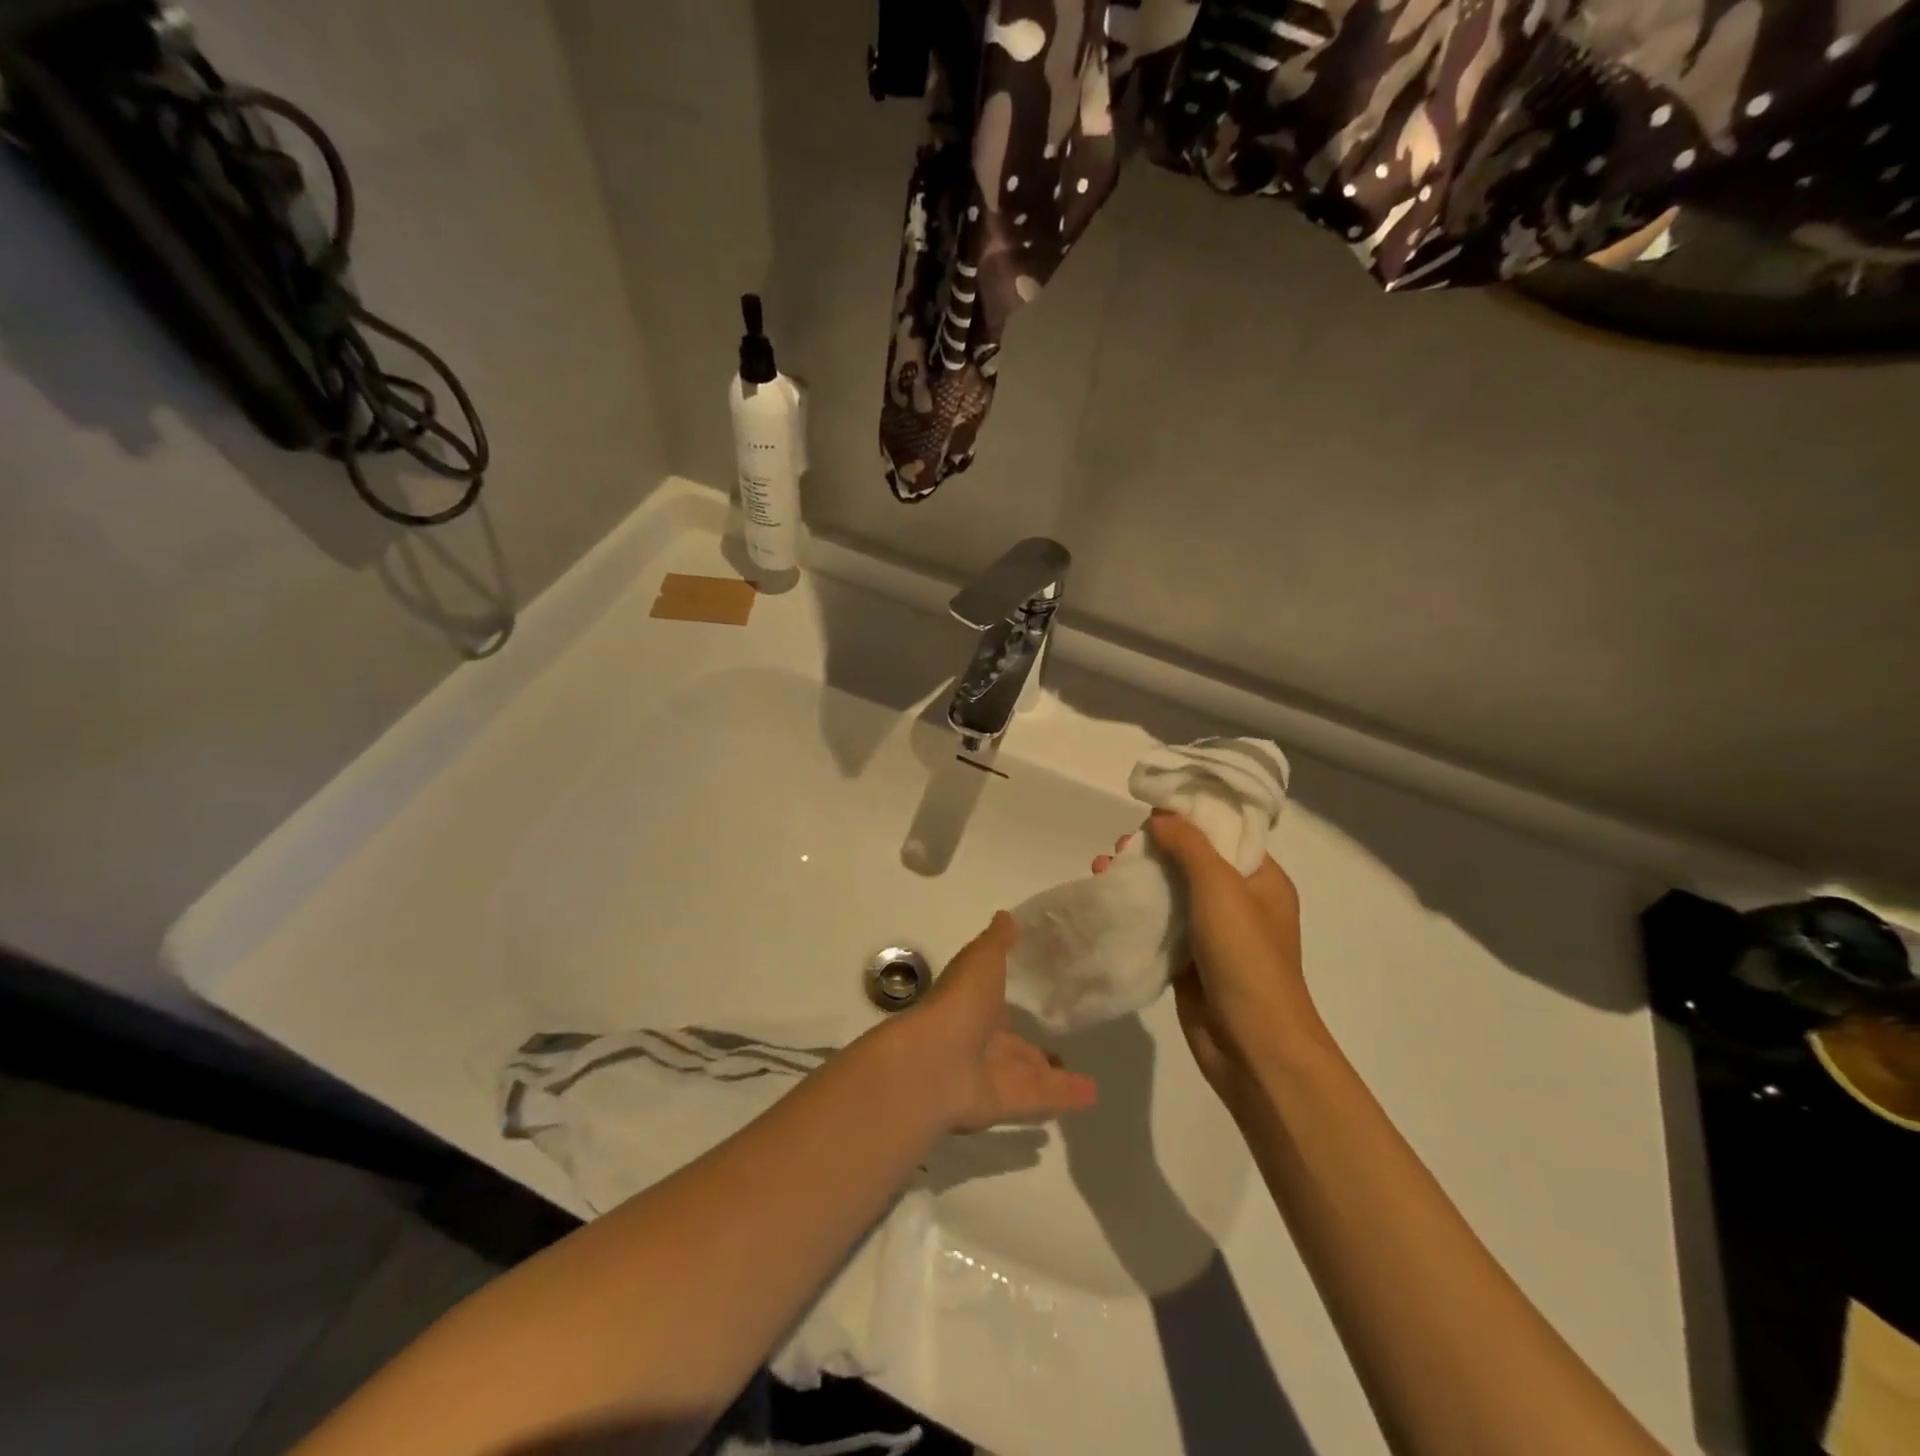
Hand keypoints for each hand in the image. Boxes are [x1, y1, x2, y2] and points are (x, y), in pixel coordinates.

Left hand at [892, 912, 1096, 1133]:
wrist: (936, 1062)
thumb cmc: (959, 1003)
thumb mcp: (981, 960)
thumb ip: (997, 942)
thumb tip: (1007, 915)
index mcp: (973, 1006)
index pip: (997, 1005)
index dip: (1015, 1003)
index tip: (1041, 999)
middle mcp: (981, 1042)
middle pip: (1014, 1047)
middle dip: (1034, 1048)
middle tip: (1065, 1046)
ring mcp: (993, 1076)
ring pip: (1029, 1076)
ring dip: (1056, 1077)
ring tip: (1091, 1078)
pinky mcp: (1007, 1104)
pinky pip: (1041, 1098)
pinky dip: (1066, 1096)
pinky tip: (1093, 1095)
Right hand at [1094, 813, 1321, 1108]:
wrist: (1252, 1045)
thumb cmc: (1246, 958)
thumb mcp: (1221, 888)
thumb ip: (1190, 846)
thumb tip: (1161, 815)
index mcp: (1262, 879)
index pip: (1225, 833)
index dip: (1190, 818)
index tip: (1150, 809)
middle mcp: (1240, 902)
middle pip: (1193, 861)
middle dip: (1155, 848)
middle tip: (1121, 844)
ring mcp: (1213, 933)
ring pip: (1172, 892)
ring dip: (1140, 877)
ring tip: (1103, 867)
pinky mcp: (1189, 960)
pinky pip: (1160, 924)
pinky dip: (1136, 910)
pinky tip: (1108, 898)